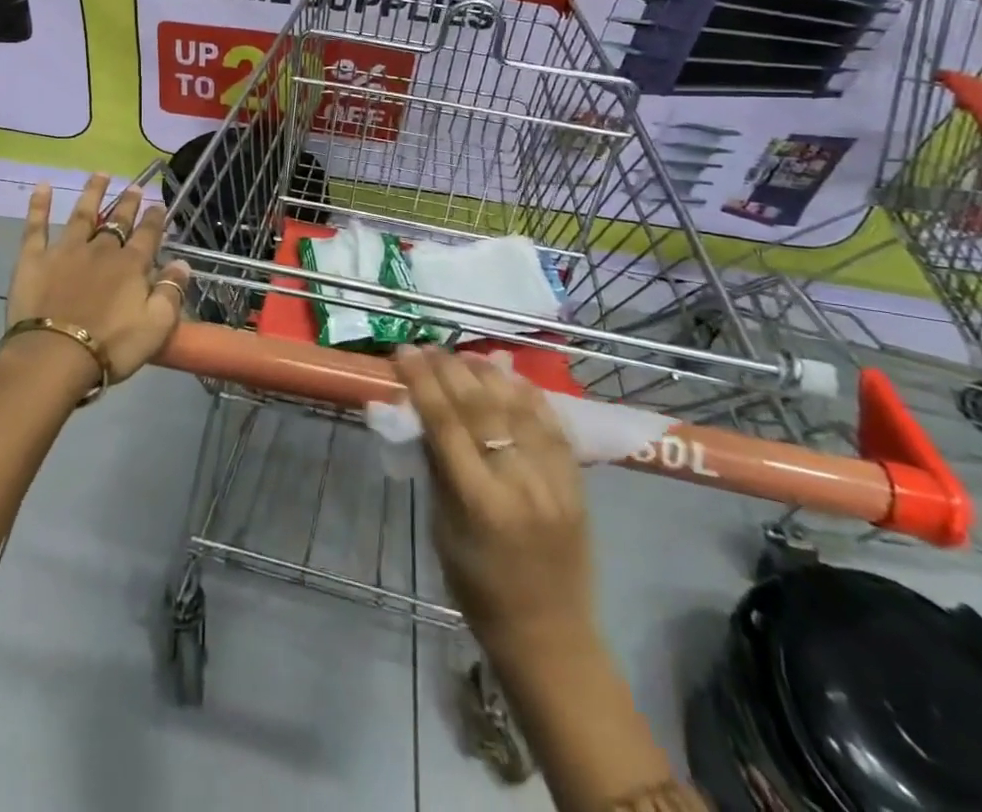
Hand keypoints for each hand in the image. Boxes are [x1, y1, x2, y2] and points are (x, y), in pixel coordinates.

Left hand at [3, 175, 190, 385]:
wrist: (54, 356)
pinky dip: (39, 205)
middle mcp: (101, 249)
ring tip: (100, 174)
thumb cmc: (111, 345)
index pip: (148, 235)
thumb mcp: (157, 325)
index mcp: (131, 265)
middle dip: (128, 203)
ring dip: (93, 193)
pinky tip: (43, 186)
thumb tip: (183, 263)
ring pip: (83, 214)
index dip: (155, 219)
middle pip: (117, 221)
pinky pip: (36, 226)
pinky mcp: (34, 259)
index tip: (159, 204)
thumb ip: (171, 291)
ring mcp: (66, 250)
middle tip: (135, 186)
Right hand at [395, 347, 595, 645]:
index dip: (423, 382)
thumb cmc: (478, 588)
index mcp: (480, 502)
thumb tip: (422, 414)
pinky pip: (552, 425)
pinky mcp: (577, 482)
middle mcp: (520, 483)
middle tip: (428, 346)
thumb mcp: (442, 529)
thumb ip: (438, 469)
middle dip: (450, 369)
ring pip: (519, 408)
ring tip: (464, 353)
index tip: (404, 352)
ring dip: (489, 374)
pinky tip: (510, 374)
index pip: (446, 423)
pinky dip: (529, 394)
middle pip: (481, 407)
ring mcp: (554, 480)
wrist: (549, 634)